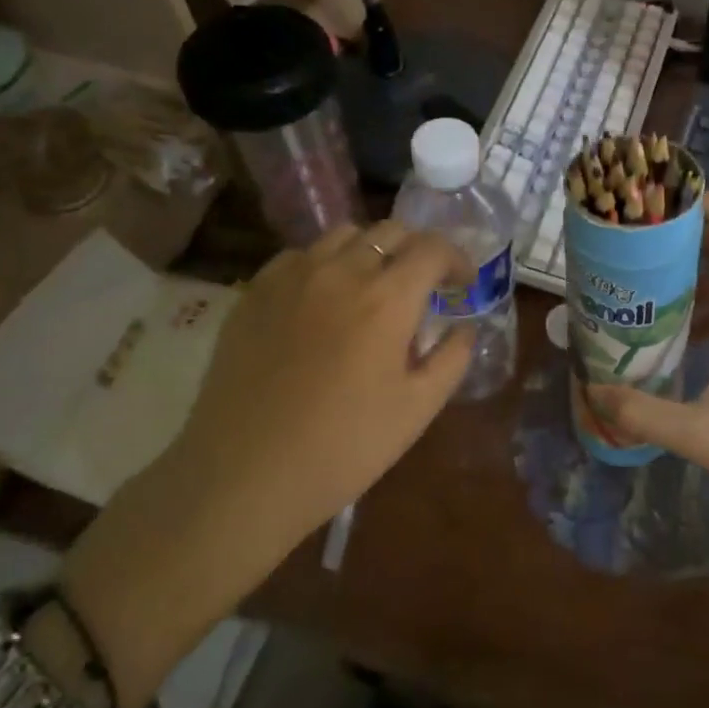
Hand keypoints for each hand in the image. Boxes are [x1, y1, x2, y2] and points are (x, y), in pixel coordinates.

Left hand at [62, 222, 471, 707]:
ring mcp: (291, 277)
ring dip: (371, 251)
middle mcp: (341, 272)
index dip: (457, 258)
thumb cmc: (343, 447)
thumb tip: (465, 327)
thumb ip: (453, 358)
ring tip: (372, 287)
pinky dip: (324, 264)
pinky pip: (299, 256)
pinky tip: (322, 301)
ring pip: (343, 236)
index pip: (433, 247)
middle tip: (422, 286)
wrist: (243, 476)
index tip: (462, 284)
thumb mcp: (418, 409)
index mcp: (387, 299)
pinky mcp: (254, 293)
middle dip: (417, 250)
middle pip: (390, 231)